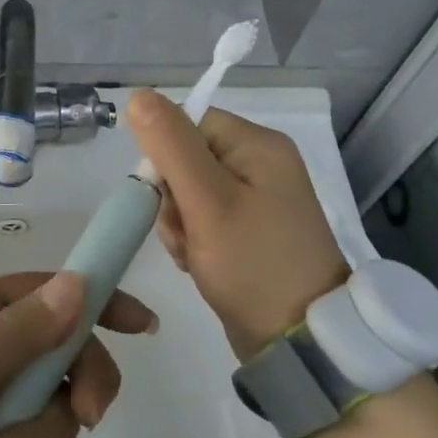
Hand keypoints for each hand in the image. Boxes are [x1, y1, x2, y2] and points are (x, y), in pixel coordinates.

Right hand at [127, 90, 349, 362]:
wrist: (299, 342)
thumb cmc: (254, 264)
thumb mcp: (207, 201)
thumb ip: (171, 145)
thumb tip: (138, 95)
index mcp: (258, 145)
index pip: (188, 125)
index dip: (165, 158)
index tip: (169, 198)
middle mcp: (260, 164)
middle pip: (185, 160)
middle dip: (173, 201)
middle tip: (189, 234)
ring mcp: (256, 199)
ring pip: (187, 194)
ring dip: (179, 225)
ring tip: (197, 255)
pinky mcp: (249, 230)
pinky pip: (202, 220)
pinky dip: (193, 240)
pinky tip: (201, 263)